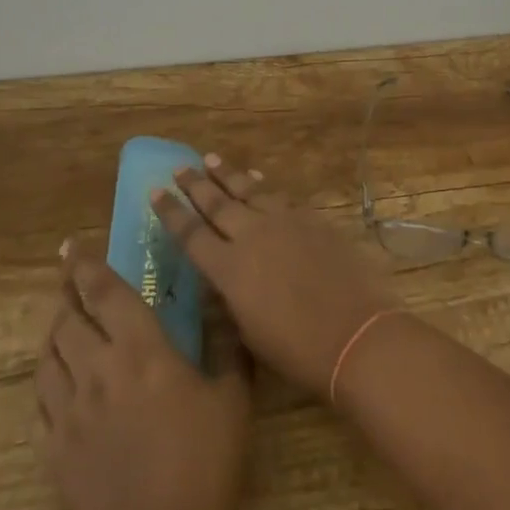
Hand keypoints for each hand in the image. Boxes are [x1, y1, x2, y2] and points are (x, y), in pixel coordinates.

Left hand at [36, 244, 250, 509]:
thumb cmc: (204, 463)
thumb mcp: (232, 397)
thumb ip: (225, 342)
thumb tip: (222, 300)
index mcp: (140, 349)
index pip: (105, 292)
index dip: (86, 265)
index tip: (71, 245)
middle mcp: (97, 369)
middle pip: (68, 318)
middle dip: (66, 291)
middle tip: (68, 276)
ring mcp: (69, 411)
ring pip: (49, 354)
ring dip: (54, 330)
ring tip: (63, 319)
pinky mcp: (54, 449)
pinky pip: (39, 400)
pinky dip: (45, 377)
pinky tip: (56, 377)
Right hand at [152, 159, 398, 398]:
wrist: (355, 332)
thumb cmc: (297, 350)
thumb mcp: (248, 332)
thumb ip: (230, 298)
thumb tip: (220, 277)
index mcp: (229, 269)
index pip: (191, 234)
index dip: (171, 213)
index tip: (155, 191)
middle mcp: (252, 236)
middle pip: (216, 203)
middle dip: (194, 184)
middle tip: (179, 167)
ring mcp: (284, 222)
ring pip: (248, 190)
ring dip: (228, 175)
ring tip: (210, 159)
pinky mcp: (311, 219)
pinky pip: (279, 196)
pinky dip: (263, 186)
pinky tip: (257, 179)